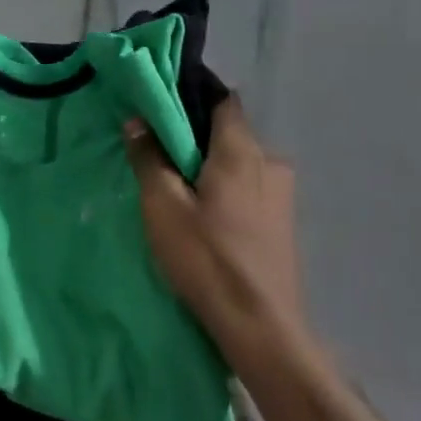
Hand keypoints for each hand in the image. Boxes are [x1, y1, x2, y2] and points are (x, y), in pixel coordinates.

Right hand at [125, 96, 308, 351]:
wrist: (258, 325)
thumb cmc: (206, 258)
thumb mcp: (162, 205)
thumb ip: (149, 158)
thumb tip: (138, 120)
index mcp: (243, 151)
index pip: (222, 99)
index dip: (191, 96)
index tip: (159, 107)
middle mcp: (270, 163)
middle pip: (228, 133)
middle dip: (194, 138)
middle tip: (157, 156)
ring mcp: (282, 194)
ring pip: (238, 164)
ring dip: (209, 168)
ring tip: (177, 192)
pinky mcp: (281, 223)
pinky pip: (248, 189)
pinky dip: (224, 191)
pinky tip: (204, 218)